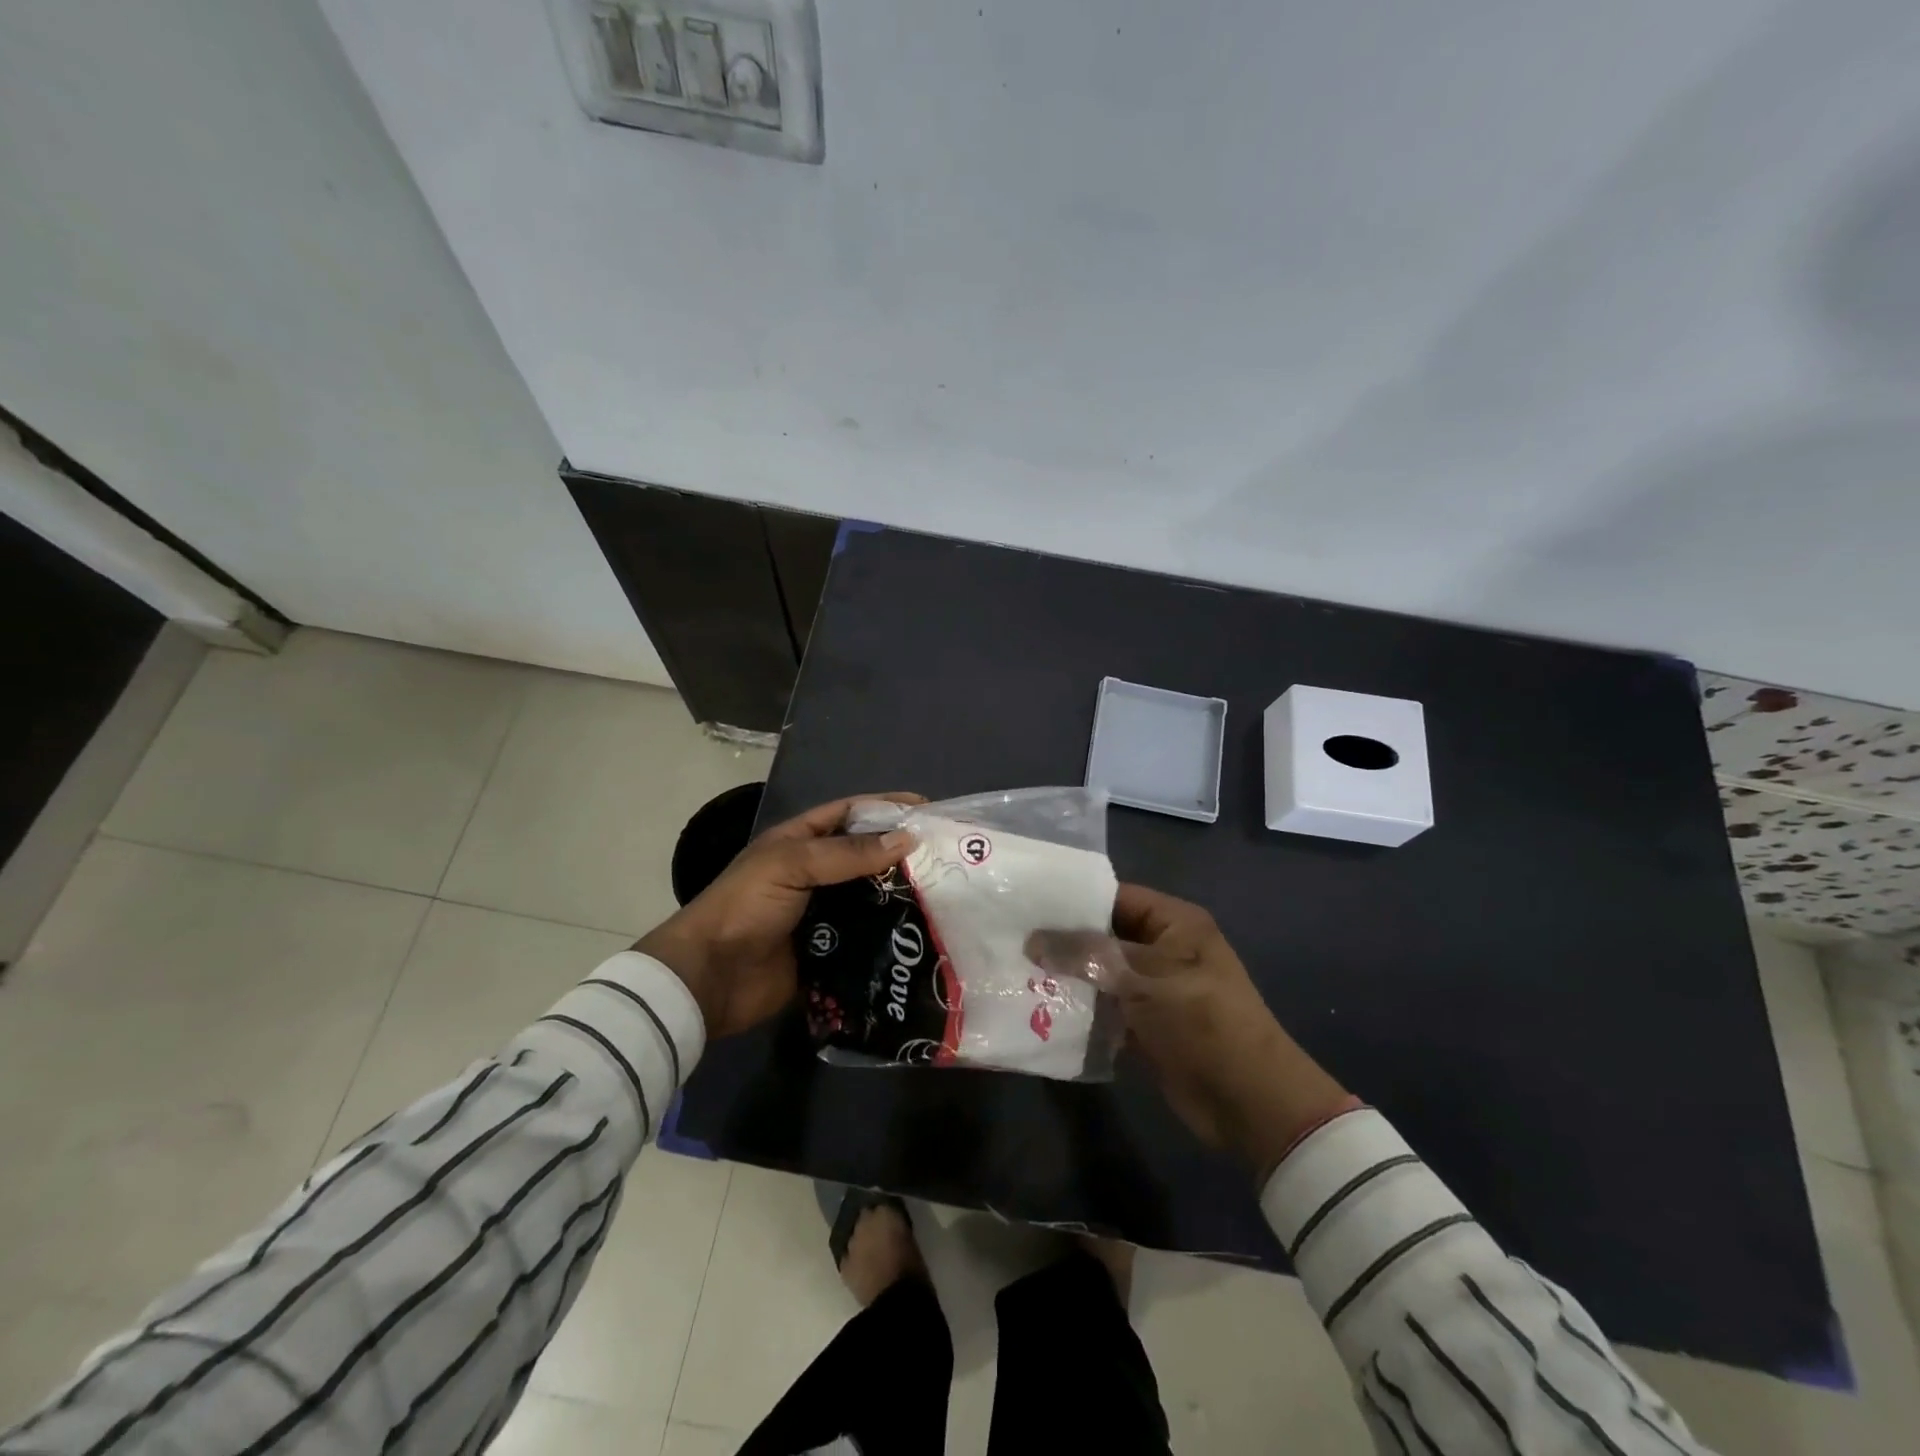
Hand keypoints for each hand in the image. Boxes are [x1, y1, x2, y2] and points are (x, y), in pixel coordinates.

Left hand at [637, 793, 920, 1038]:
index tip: (928, 809)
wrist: (709, 979)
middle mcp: (815, 874)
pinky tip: (923, 937)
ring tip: (947, 896)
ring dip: (902, 897)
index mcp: (800, 842)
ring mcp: (824, 915)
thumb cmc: (745, 907)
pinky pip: (868, 939)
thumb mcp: (791, 864)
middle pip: (867, 856)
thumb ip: (847, 853)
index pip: (851, 813)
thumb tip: (906, 839)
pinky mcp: (830, 952)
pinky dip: (891, 936)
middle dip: (903, 855)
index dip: (887, 806)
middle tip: (948, 858)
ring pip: (872, 898)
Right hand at [1029, 885, 1351, 1181]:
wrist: (1249, 1100)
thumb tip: (1032, 941)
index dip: (1075, 900)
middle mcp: (1164, 949)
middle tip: (1012, 940)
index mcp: (1175, 923)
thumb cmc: (1201, 1021)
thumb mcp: (1143, 979)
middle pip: (1106, 935)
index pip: (1117, 897)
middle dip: (1064, 941)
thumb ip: (1086, 956)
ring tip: (1016, 971)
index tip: (1028, 903)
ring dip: (1068, 977)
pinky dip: (1081, 1009)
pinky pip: (1107, 1008)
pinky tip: (1039, 1008)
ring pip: (1102, 974)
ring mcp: (1155, 989)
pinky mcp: (1147, 1026)